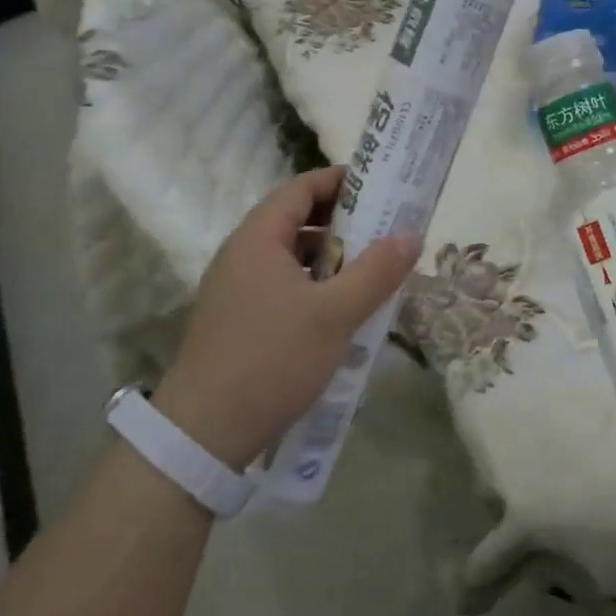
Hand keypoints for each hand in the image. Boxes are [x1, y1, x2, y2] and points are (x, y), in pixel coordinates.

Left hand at [153, 168, 421, 469]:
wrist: (204, 434)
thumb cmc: (272, 359)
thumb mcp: (335, 314)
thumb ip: (376, 271)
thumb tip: (411, 234)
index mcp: (258, 239)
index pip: (300, 189)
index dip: (339, 180)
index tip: (380, 184)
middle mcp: (241, 254)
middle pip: (295, 219)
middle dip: (342, 220)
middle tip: (385, 228)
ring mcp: (235, 288)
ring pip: (290, 255)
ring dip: (330, 256)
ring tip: (370, 269)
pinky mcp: (238, 319)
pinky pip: (282, 284)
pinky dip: (314, 283)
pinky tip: (340, 309)